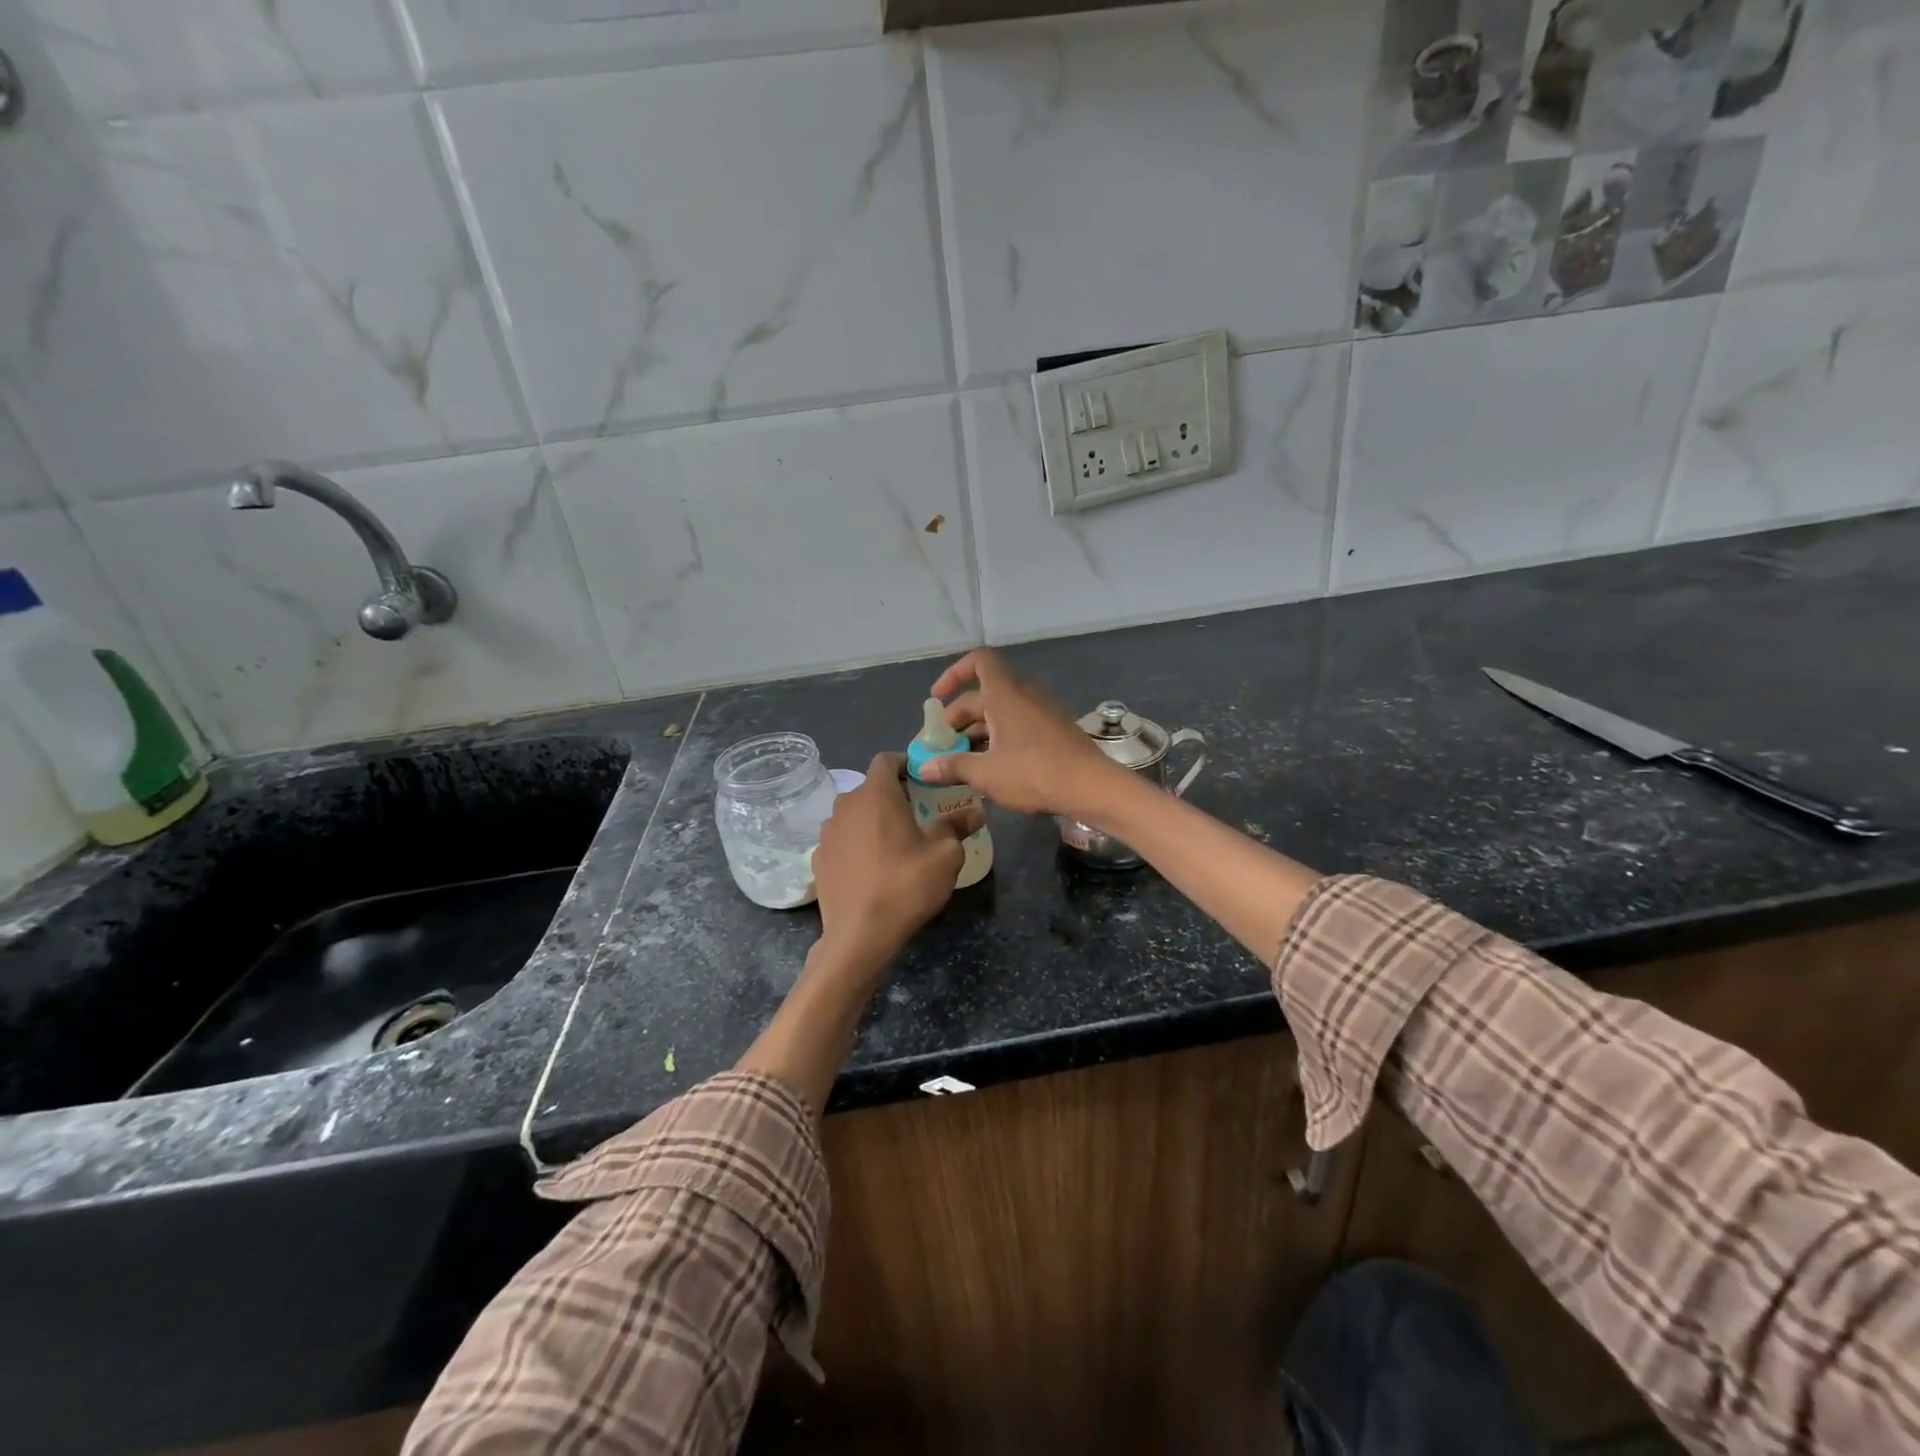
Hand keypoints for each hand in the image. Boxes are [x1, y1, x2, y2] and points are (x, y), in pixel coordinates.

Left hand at [811, 753, 978, 978]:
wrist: (859, 936)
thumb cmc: (906, 885)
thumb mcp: (945, 855)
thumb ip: (957, 826)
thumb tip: (976, 812)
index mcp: (876, 794)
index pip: (885, 759)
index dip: (905, 763)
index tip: (923, 779)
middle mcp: (845, 805)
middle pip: (870, 788)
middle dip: (893, 796)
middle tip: (918, 815)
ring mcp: (827, 833)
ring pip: (854, 815)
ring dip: (873, 821)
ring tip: (894, 845)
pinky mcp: (818, 859)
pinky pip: (842, 840)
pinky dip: (857, 845)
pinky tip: (872, 869)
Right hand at [919, 649, 1128, 820]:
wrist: (1091, 787)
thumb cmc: (1034, 773)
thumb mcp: (986, 773)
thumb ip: (953, 767)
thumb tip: (924, 768)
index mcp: (1004, 695)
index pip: (978, 661)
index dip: (954, 673)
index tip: (937, 698)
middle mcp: (1023, 695)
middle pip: (982, 695)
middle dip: (957, 719)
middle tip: (940, 748)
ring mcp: (1042, 712)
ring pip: (1000, 713)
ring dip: (977, 732)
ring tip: (960, 763)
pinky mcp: (1054, 730)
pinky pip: (1018, 724)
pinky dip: (999, 738)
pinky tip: (991, 768)